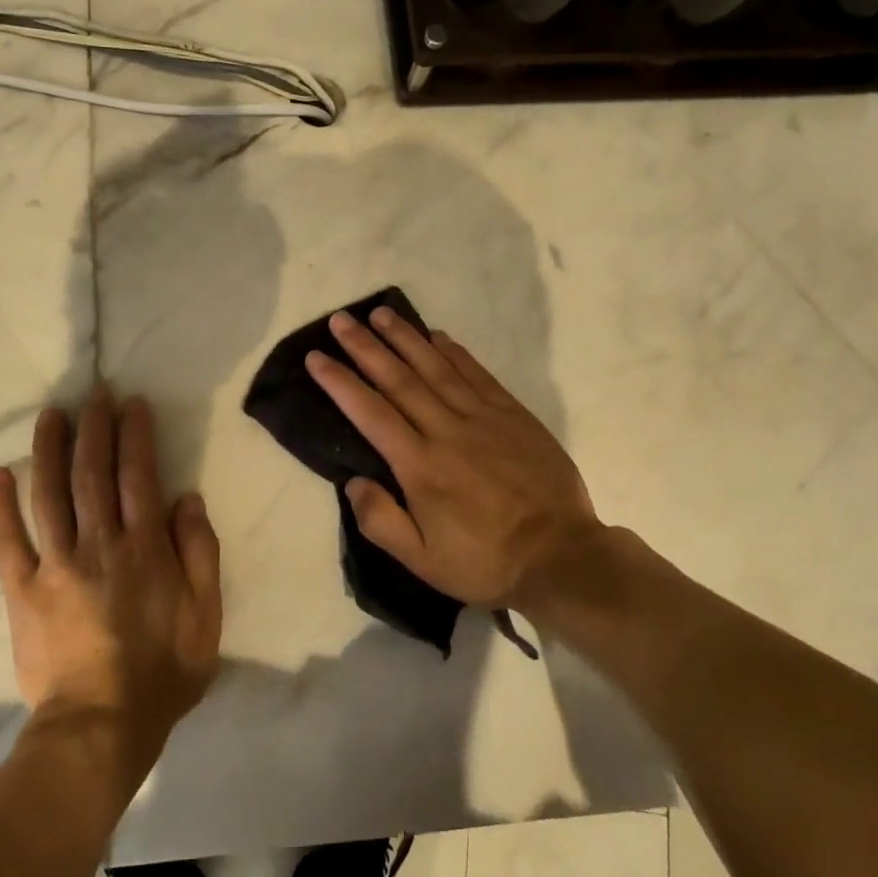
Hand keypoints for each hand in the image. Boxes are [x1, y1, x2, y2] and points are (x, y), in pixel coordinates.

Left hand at [0, 390, 221, 782]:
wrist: (100, 726)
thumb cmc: (163, 673)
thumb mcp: (206, 616)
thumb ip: (200, 553)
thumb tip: (186, 499)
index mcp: (145, 548)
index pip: (138, 476)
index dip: (134, 435)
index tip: (131, 404)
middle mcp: (98, 544)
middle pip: (92, 473)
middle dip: (94, 428)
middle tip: (93, 394)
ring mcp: (55, 565)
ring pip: (49, 494)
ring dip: (48, 449)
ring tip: (50, 415)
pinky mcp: (22, 590)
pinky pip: (6, 542)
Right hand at [306, 307, 601, 612]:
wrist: (561, 557)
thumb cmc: (485, 562)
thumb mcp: (422, 560)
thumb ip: (380, 521)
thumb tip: (353, 481)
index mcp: (419, 466)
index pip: (370, 412)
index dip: (340, 382)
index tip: (316, 357)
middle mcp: (447, 431)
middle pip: (398, 379)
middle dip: (365, 347)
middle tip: (340, 320)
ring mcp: (484, 418)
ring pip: (436, 367)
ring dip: (406, 338)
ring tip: (381, 314)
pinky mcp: (514, 415)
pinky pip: (478, 375)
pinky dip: (455, 352)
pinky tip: (437, 336)